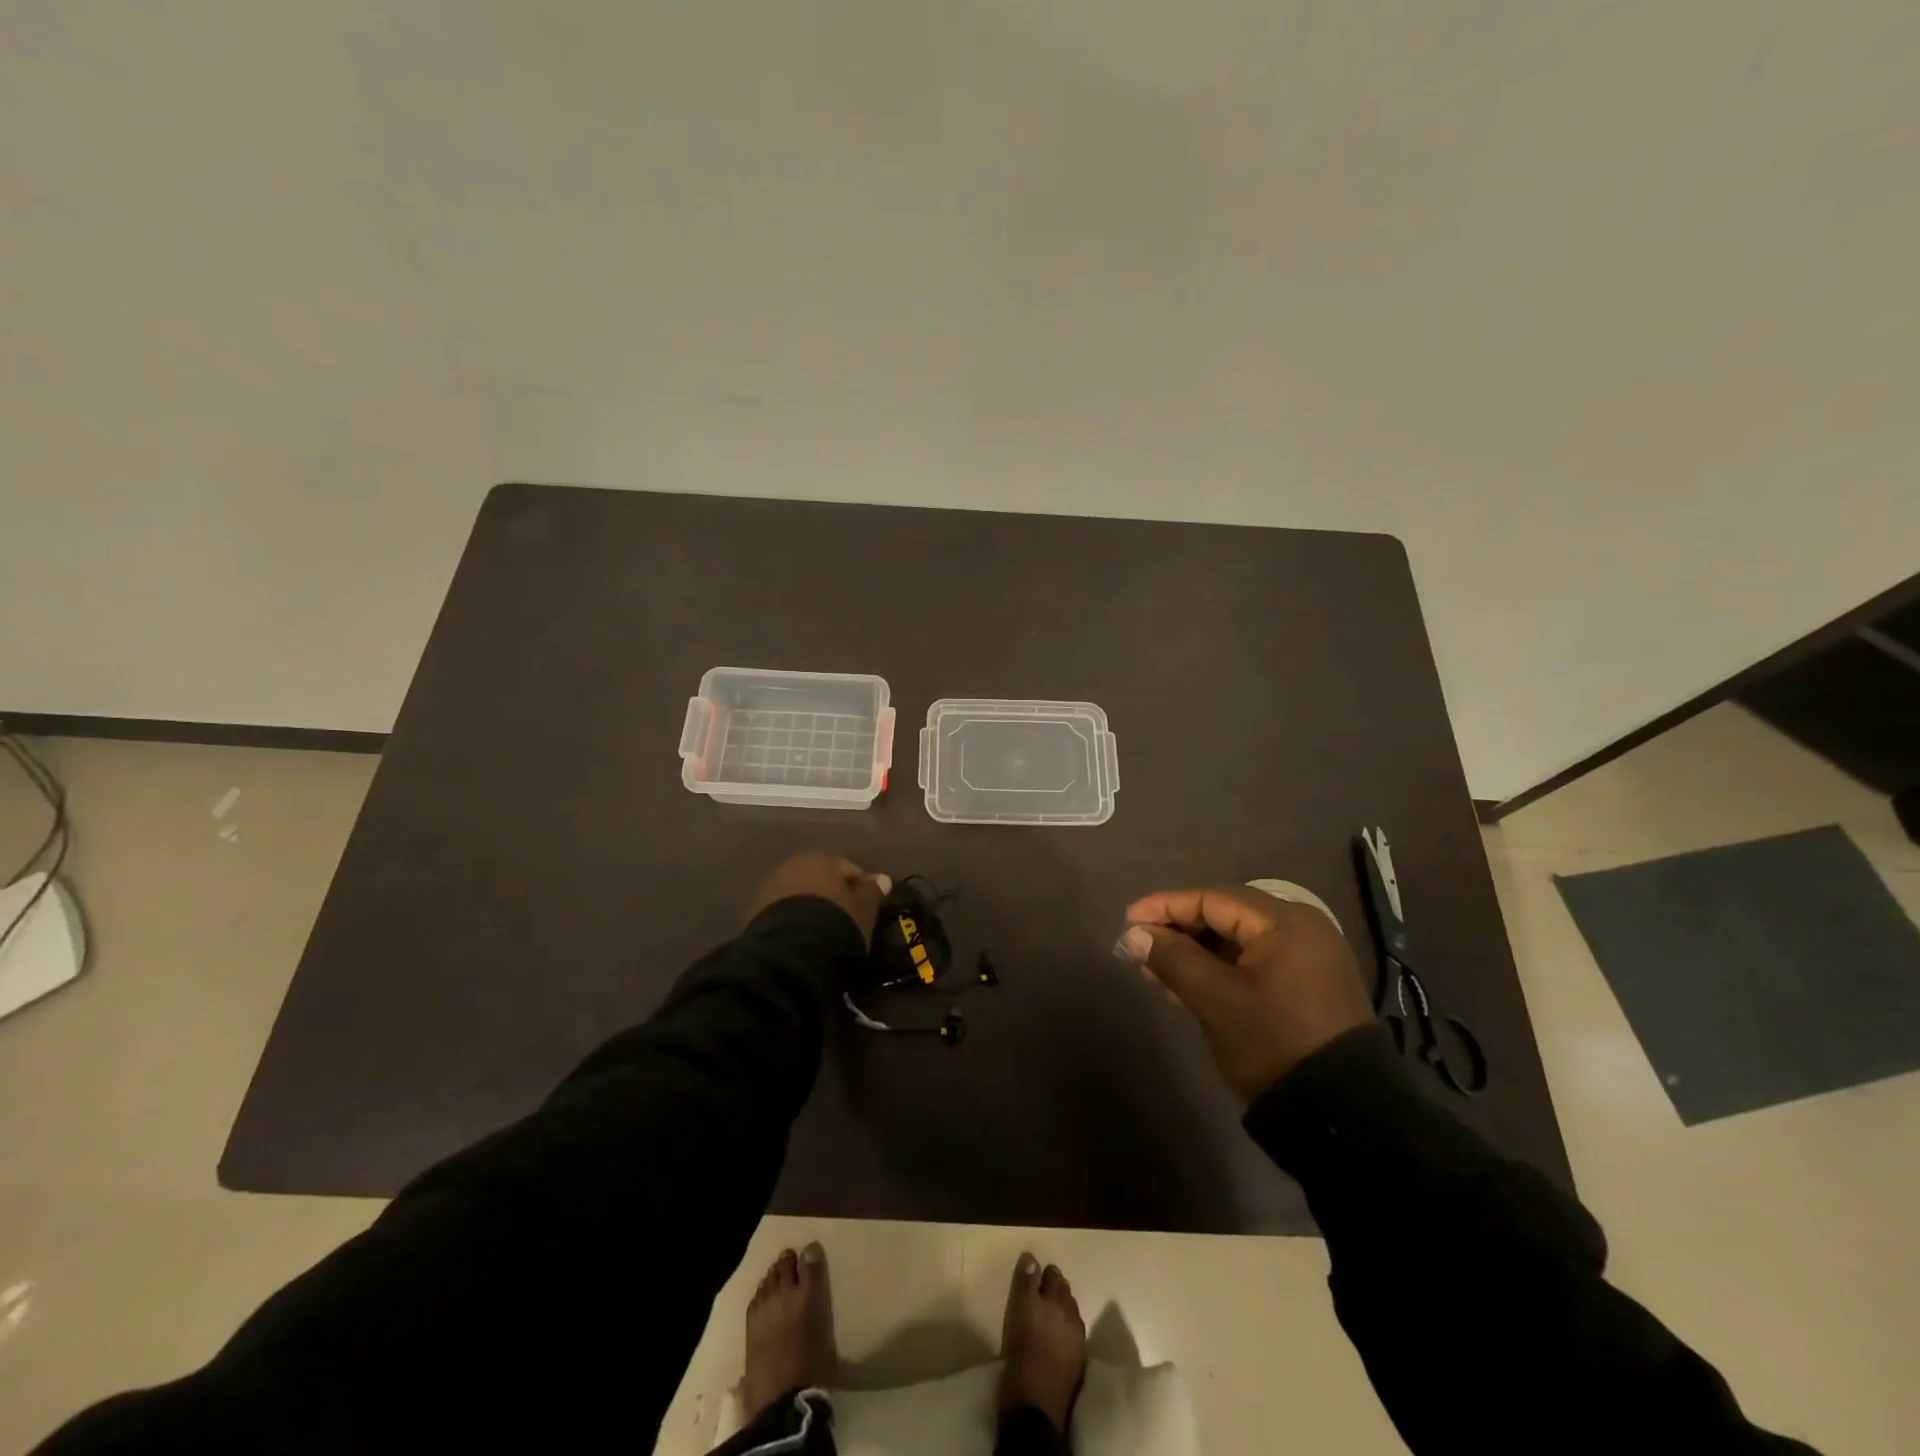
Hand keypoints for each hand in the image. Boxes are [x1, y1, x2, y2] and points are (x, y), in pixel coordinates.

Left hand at [747, 852, 891, 944]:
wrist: (790, 951)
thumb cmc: (835, 922)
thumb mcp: (863, 909)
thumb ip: (872, 891)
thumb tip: (882, 878)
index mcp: (821, 858)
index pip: (849, 869)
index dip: (861, 889)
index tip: (867, 910)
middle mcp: (793, 865)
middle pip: (820, 879)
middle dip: (831, 895)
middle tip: (844, 920)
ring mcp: (770, 888)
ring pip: (799, 895)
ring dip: (811, 908)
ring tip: (822, 932)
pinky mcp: (755, 912)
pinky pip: (783, 912)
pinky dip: (794, 920)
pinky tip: (803, 938)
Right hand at [1118, 884, 1372, 1101]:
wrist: (1342, 1113)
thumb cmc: (1274, 1042)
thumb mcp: (1216, 1000)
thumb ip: (1173, 959)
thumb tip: (1134, 934)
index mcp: (1284, 921)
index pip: (1212, 898)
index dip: (1165, 906)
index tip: (1128, 920)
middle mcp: (1300, 927)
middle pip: (1225, 915)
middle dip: (1179, 930)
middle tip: (1140, 948)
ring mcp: (1308, 956)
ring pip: (1237, 940)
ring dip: (1196, 952)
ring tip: (1156, 971)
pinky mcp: (1308, 983)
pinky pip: (1254, 960)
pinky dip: (1220, 968)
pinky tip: (1190, 986)